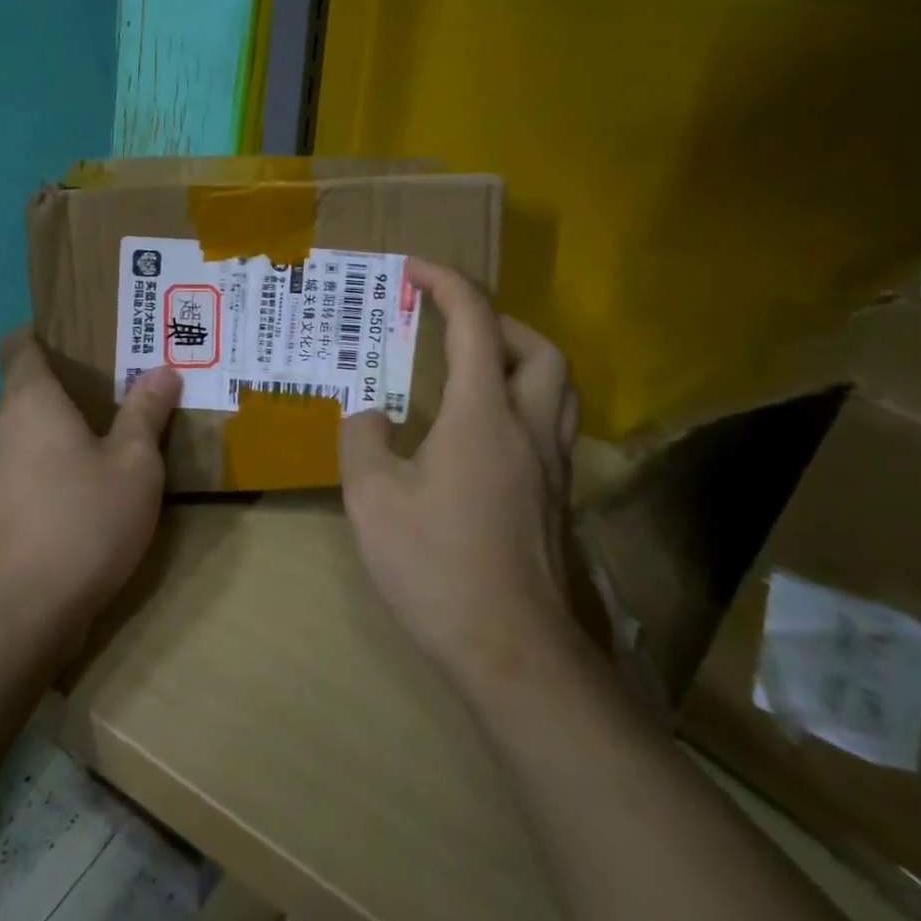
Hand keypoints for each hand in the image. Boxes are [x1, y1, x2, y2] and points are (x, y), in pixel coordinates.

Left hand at [0, 332, 181, 651]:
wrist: (22, 615)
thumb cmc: (83, 522)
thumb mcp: (134, 465)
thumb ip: (146, 413)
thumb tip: (163, 371)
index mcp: (32, 400)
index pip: (22, 343)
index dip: (49, 329)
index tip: (90, 330)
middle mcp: (5, 426)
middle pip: (31, 383)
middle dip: (74, 376)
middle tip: (126, 373)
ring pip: (32, 425)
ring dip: (68, 420)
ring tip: (118, 421)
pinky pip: (30, 460)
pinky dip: (58, 455)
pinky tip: (93, 476)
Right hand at [337, 261, 582, 696]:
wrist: (513, 652)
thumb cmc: (437, 566)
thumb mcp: (372, 498)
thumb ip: (362, 439)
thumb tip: (367, 410)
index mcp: (482, 415)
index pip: (474, 324)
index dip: (446, 284)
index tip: (414, 268)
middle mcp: (528, 428)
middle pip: (538, 349)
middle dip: (496, 320)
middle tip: (452, 324)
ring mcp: (551, 466)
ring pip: (558, 386)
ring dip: (521, 358)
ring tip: (476, 365)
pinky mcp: (557, 499)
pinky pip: (551, 423)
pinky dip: (524, 400)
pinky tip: (485, 430)